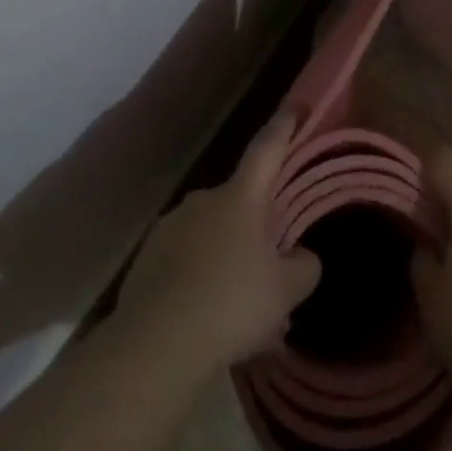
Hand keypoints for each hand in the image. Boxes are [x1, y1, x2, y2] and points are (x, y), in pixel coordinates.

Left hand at [116, 109, 321, 378]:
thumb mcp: (286, 290)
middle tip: (273, 266)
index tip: (296, 104)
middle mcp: (204, 200)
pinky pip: (186, 261)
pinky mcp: (147, 259)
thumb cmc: (230, 304)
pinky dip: (201, 281)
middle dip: (257, 228)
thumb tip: (301, 257)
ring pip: (213, 237)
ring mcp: (170, 227)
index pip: (267, 148)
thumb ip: (304, 266)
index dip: (284, 125)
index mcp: (240, 197)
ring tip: (243, 309)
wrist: (154, 346)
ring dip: (229, 260)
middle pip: (240, 203)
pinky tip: (210, 321)